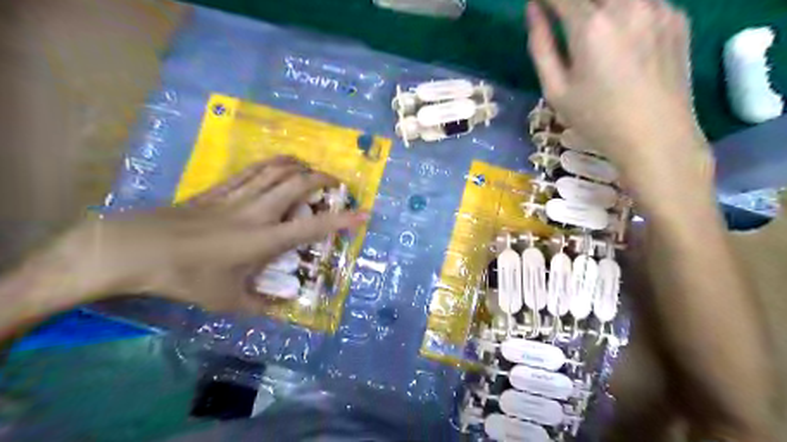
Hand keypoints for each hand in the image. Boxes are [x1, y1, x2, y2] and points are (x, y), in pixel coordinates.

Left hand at [63, 155, 366, 314]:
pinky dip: (271, 164)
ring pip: (275, 170)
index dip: (342, 220)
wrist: (136, 249)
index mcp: (265, 239)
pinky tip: (277, 165)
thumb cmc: (186, 277)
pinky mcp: (218, 189)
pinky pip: (251, 170)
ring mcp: (237, 196)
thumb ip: (259, 306)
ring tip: (311, 168)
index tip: (363, 213)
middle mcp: (258, 211)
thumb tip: (282, 310)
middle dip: (323, 179)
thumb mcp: (227, 300)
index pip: (313, 226)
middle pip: (297, 183)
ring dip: (299, 165)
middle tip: (336, 183)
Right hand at [528, 0, 707, 176]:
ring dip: (599, 5)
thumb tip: (533, 10)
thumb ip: (541, 46)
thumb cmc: (597, 119)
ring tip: (591, 34)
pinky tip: (622, 38)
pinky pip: (644, 0)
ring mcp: (659, 6)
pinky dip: (625, 10)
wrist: (656, 136)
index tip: (538, 4)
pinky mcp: (678, 16)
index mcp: (591, 27)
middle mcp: (628, 5)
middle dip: (573, 2)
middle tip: (564, 16)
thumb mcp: (556, 90)